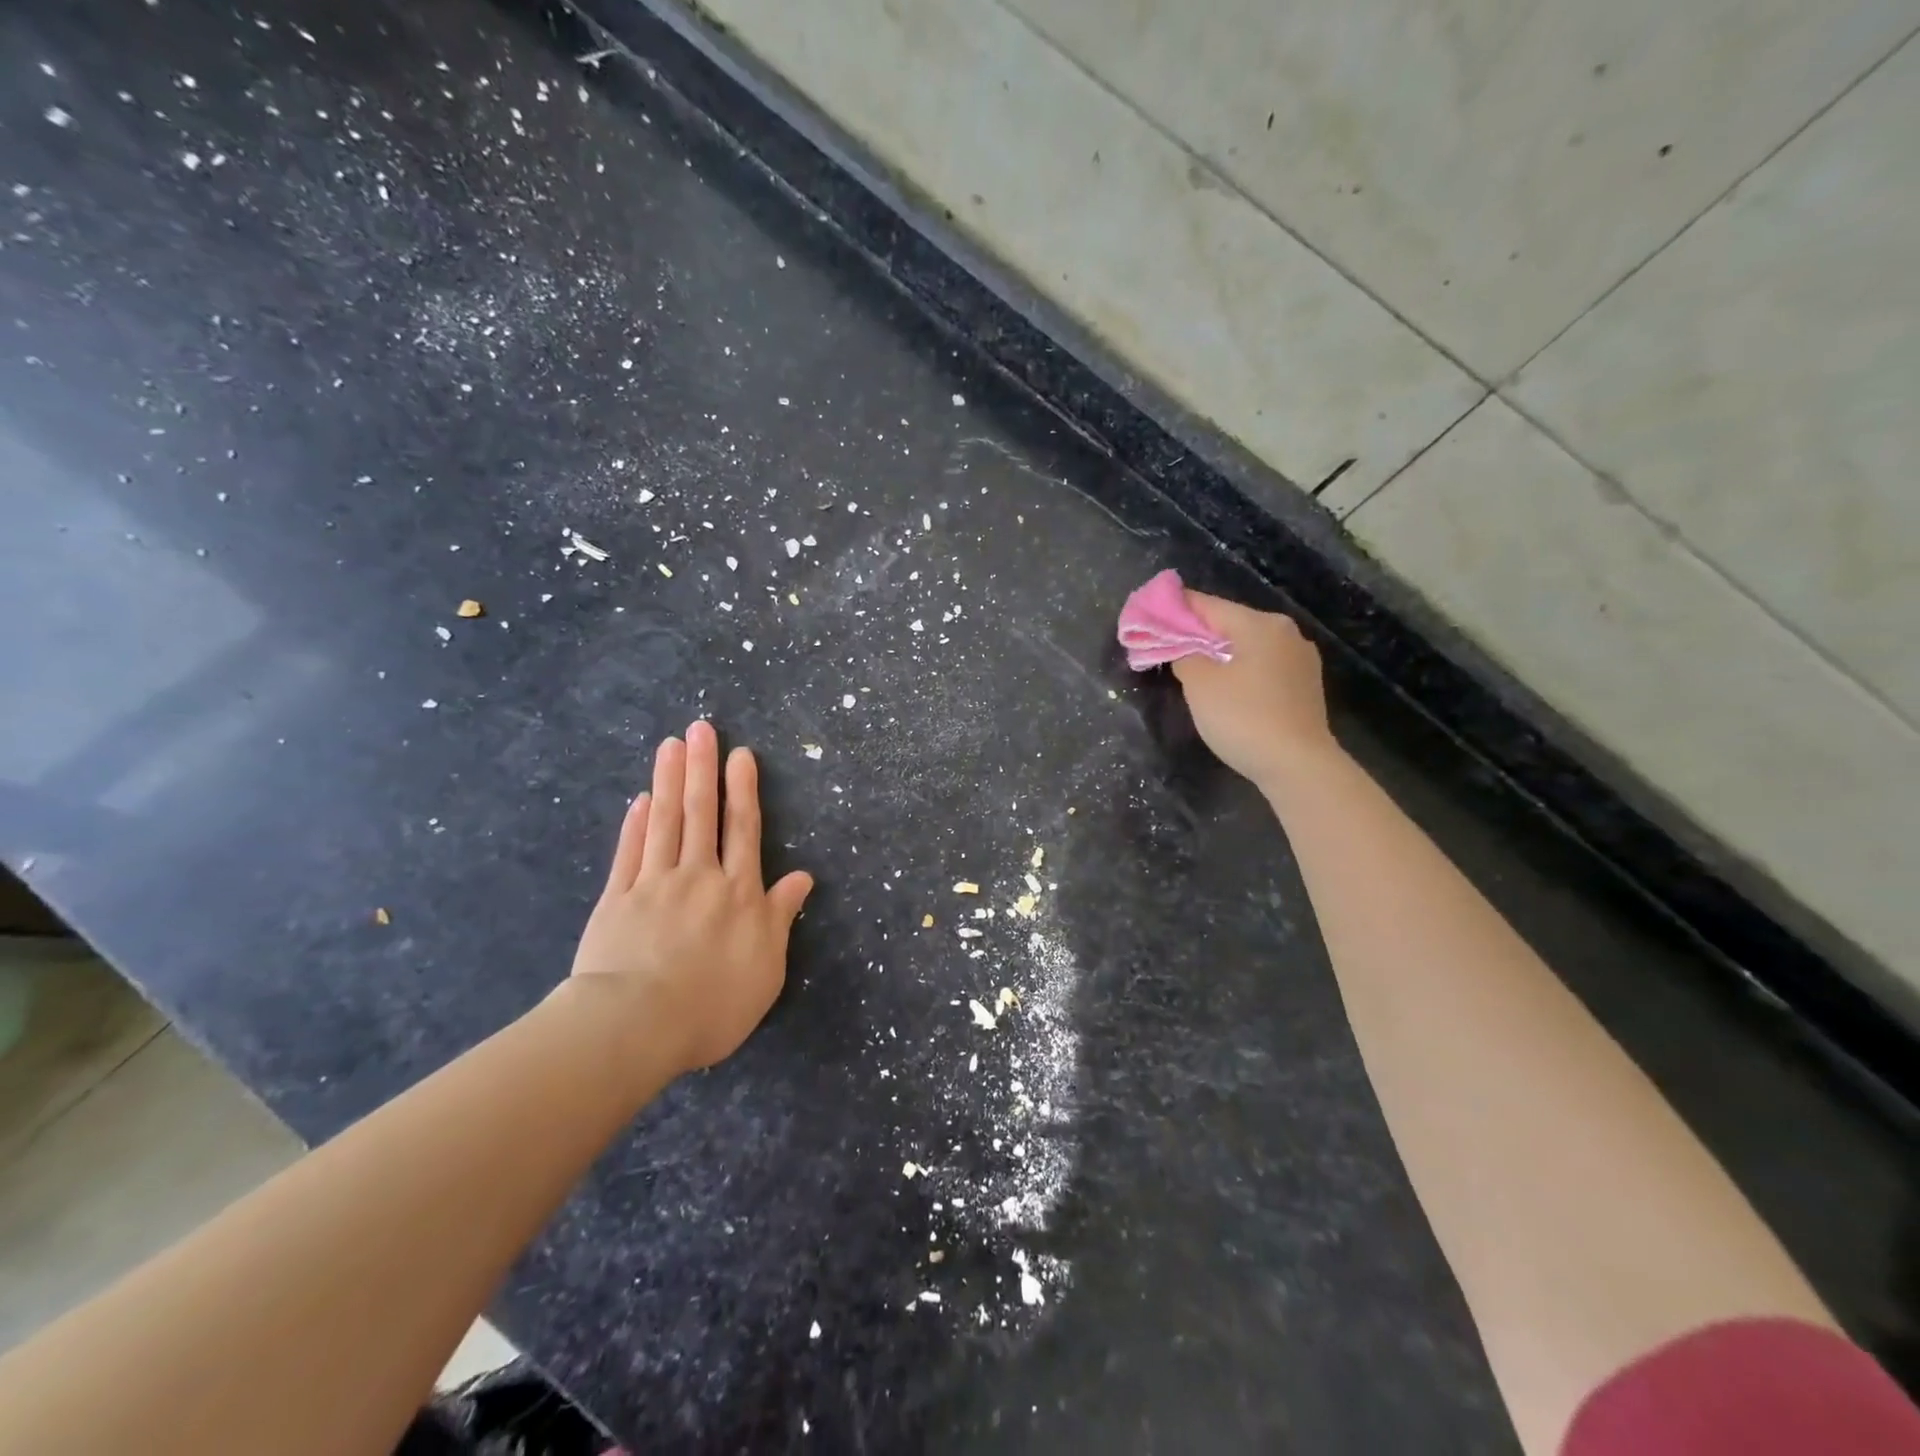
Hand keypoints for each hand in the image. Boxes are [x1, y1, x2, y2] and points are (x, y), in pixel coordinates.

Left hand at [571, 721, 813, 1075]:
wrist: (637, 1026)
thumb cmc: (713, 1003)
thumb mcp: (767, 967)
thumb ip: (781, 916)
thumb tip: (803, 877)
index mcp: (739, 893)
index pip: (743, 830)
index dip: (743, 790)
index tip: (740, 755)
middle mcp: (699, 877)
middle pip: (702, 813)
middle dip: (704, 769)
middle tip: (701, 729)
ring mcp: (654, 884)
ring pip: (665, 822)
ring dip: (669, 781)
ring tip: (671, 745)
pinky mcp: (617, 900)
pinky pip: (629, 853)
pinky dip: (635, 824)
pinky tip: (639, 800)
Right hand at [1171, 592, 1340, 792]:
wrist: (1297, 765)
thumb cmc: (1243, 718)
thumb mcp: (1200, 685)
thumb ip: (1184, 656)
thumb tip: (1185, 650)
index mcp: (1261, 624)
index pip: (1208, 606)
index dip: (1175, 609)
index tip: (1150, 614)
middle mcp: (1286, 633)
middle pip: (1230, 624)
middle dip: (1197, 634)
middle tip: (1167, 645)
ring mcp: (1300, 660)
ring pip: (1248, 647)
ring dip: (1219, 654)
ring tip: (1192, 669)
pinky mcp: (1305, 687)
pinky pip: (1262, 668)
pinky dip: (1240, 671)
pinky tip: (1225, 689)